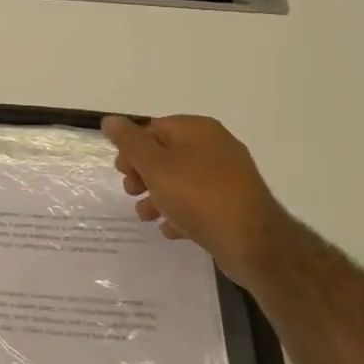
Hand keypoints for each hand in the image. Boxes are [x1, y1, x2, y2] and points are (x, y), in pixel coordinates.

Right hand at [101, 114, 291, 285]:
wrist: (253, 243)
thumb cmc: (198, 196)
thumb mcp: (154, 165)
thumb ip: (129, 141)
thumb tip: (110, 120)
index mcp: (198, 131)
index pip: (154, 128)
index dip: (132, 148)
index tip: (121, 171)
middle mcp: (216, 147)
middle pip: (167, 154)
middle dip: (143, 174)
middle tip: (131, 192)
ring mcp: (228, 177)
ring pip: (181, 180)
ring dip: (158, 196)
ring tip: (146, 216)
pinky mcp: (235, 204)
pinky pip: (199, 202)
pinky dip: (181, 212)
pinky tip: (170, 229)